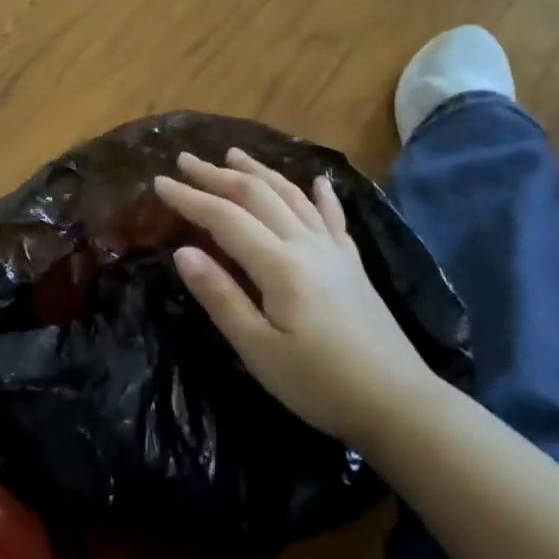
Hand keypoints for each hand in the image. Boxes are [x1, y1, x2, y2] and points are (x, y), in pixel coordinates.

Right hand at [154, 149, 440, 445]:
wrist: (398, 404)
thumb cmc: (318, 383)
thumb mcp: (258, 350)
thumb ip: (220, 296)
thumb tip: (183, 252)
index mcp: (279, 265)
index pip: (225, 218)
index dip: (190, 198)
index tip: (159, 182)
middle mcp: (306, 245)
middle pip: (257, 196)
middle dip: (217, 175)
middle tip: (185, 160)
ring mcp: (334, 250)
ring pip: (292, 196)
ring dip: (260, 172)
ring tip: (233, 155)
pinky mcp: (353, 263)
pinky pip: (332, 217)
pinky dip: (320, 195)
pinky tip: (317, 181)